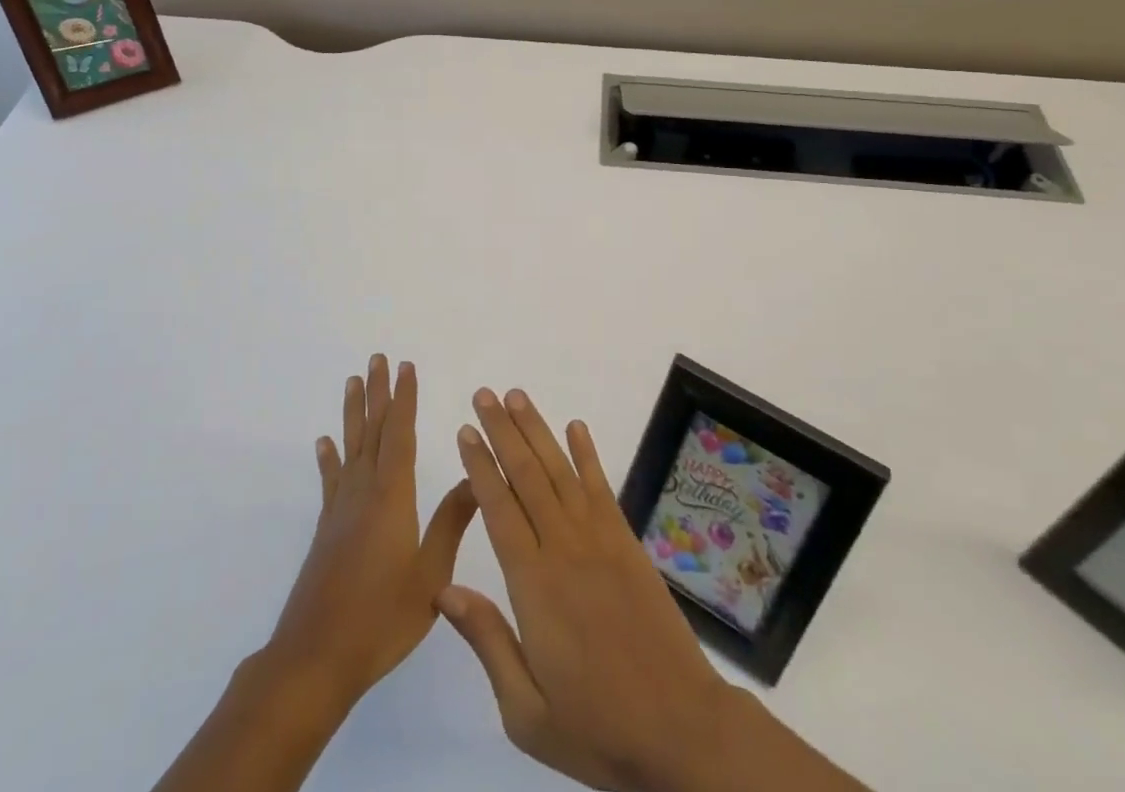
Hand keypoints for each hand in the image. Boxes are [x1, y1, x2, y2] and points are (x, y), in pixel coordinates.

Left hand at [267, 355, 477, 708]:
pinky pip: (330, 481)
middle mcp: (364, 492)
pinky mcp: (326, 529)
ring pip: (350, 447)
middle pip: (373, 431)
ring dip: (353, 412)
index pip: (400, 434)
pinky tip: (324, 443)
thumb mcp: (430, 575)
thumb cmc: (381, 618)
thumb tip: (476, 475)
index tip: (406, 366)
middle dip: (378, 392)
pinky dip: (328, 458)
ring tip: (352, 381)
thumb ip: (452, 522)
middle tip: (378, 358)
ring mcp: (341, 509)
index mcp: (392, 497)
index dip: (405, 398)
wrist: (316, 658)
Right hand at [437, 388, 738, 791]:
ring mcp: (600, 540)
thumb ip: (487, 642)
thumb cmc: (597, 727)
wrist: (680, 728)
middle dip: (502, 431)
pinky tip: (576, 428)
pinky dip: (588, 455)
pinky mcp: (627, 543)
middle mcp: (564, 548)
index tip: (465, 431)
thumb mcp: (527, 711)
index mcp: (534, 585)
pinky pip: (602, 488)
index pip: (499, 508)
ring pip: (561, 471)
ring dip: (537, 430)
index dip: (480, 466)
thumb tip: (443, 589)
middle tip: (483, 395)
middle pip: (526, 476)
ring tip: (516, 396)